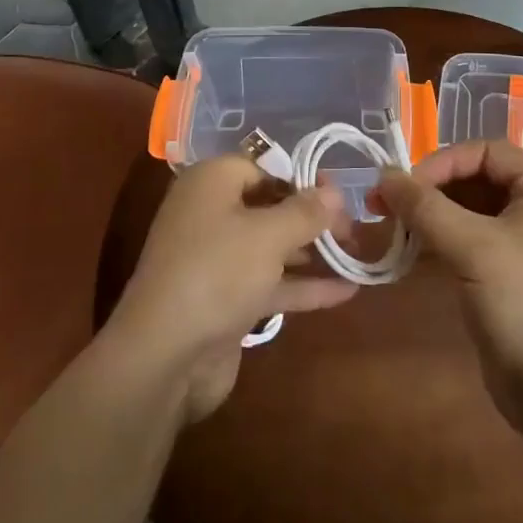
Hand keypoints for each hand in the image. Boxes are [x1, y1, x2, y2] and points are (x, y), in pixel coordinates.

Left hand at [108, 154, 357, 423]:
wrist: (165, 355)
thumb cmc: (217, 272)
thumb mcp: (268, 235)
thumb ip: (305, 212)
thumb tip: (335, 191)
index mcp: (211, 183)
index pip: (262, 167)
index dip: (301, 179)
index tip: (338, 196)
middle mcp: (210, 214)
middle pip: (268, 206)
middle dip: (311, 217)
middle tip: (354, 229)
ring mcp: (216, 260)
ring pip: (271, 247)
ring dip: (312, 252)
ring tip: (357, 255)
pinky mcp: (225, 300)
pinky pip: (269, 282)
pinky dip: (302, 285)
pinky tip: (346, 291)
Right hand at [374, 141, 522, 433]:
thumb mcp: (472, 247)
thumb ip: (424, 206)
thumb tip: (383, 174)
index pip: (487, 152)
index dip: (443, 162)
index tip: (406, 186)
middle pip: (475, 179)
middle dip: (430, 189)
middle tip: (385, 204)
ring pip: (467, 211)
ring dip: (429, 214)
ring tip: (390, 225)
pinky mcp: (508, 273)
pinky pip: (468, 240)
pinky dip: (438, 240)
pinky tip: (408, 249)